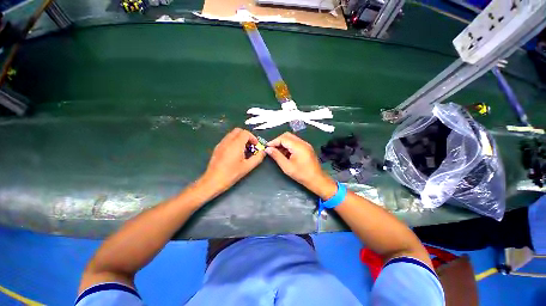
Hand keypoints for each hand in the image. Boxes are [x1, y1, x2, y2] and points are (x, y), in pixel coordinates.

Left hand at [201, 128, 264, 194]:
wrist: (213, 181)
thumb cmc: (231, 174)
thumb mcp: (247, 167)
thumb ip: (257, 158)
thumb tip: (263, 152)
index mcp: (236, 144)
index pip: (245, 133)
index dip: (253, 137)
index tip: (256, 145)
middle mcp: (227, 141)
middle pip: (238, 131)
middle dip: (246, 136)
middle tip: (250, 146)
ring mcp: (221, 144)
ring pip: (232, 134)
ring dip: (240, 139)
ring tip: (244, 150)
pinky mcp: (217, 148)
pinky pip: (227, 139)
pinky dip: (234, 142)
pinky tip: (235, 153)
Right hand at [266, 132, 334, 197]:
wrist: (316, 179)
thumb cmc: (301, 174)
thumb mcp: (286, 166)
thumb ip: (276, 156)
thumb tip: (268, 149)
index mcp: (298, 146)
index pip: (283, 138)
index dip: (274, 141)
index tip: (267, 147)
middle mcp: (303, 142)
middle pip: (287, 136)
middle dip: (278, 141)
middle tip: (271, 148)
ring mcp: (305, 144)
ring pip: (291, 138)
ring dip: (283, 143)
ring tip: (277, 152)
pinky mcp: (306, 147)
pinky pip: (295, 142)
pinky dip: (288, 146)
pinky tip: (285, 153)